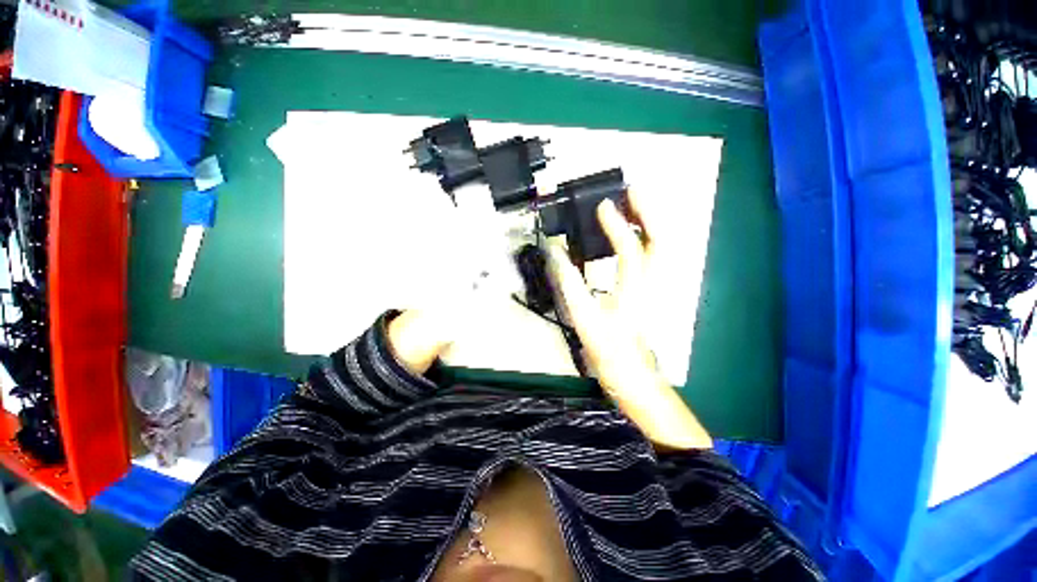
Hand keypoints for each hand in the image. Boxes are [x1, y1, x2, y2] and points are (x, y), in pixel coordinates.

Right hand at [547, 192, 711, 449]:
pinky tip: (634, 233)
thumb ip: (570, 285)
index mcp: (634, 293)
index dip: (617, 226)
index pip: (630, 251)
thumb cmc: (609, 352)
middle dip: (649, 212)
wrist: (632, 376)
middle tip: (632, 191)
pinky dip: (646, 237)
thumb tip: (557, 254)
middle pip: (661, 241)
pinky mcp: (652, 291)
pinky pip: (653, 257)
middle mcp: (652, 285)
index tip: (603, 206)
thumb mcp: (583, 320)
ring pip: (662, 247)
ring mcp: (656, 287)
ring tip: (634, 204)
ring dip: (650, 221)